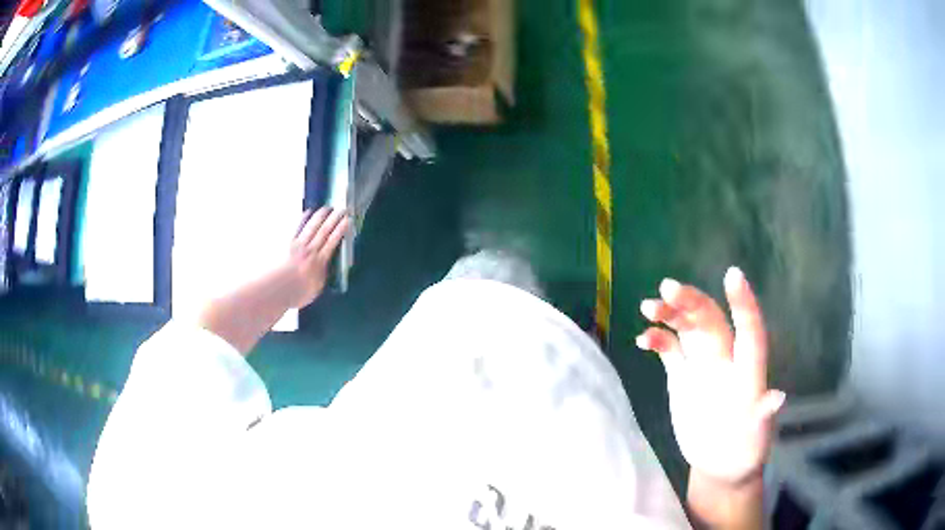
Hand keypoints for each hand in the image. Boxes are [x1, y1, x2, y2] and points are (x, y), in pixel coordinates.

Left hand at [284, 207, 349, 308]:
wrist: (275, 290)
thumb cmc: (296, 293)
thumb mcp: (316, 289)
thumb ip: (323, 276)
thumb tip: (326, 268)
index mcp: (320, 262)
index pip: (333, 242)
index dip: (341, 230)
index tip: (347, 220)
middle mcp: (310, 250)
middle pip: (324, 231)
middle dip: (334, 219)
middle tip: (342, 209)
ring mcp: (298, 245)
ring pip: (312, 227)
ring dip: (320, 216)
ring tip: (327, 208)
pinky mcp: (288, 243)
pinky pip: (297, 228)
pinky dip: (303, 219)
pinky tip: (307, 213)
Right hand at [636, 267, 784, 485]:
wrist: (720, 461)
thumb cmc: (745, 447)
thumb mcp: (756, 435)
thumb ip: (763, 415)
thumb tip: (777, 398)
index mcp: (748, 369)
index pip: (749, 331)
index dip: (743, 305)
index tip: (732, 275)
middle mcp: (726, 358)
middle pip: (711, 319)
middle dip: (692, 301)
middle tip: (668, 288)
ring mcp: (703, 364)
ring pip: (687, 327)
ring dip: (670, 313)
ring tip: (648, 308)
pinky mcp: (682, 374)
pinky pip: (669, 348)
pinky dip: (657, 338)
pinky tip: (643, 340)